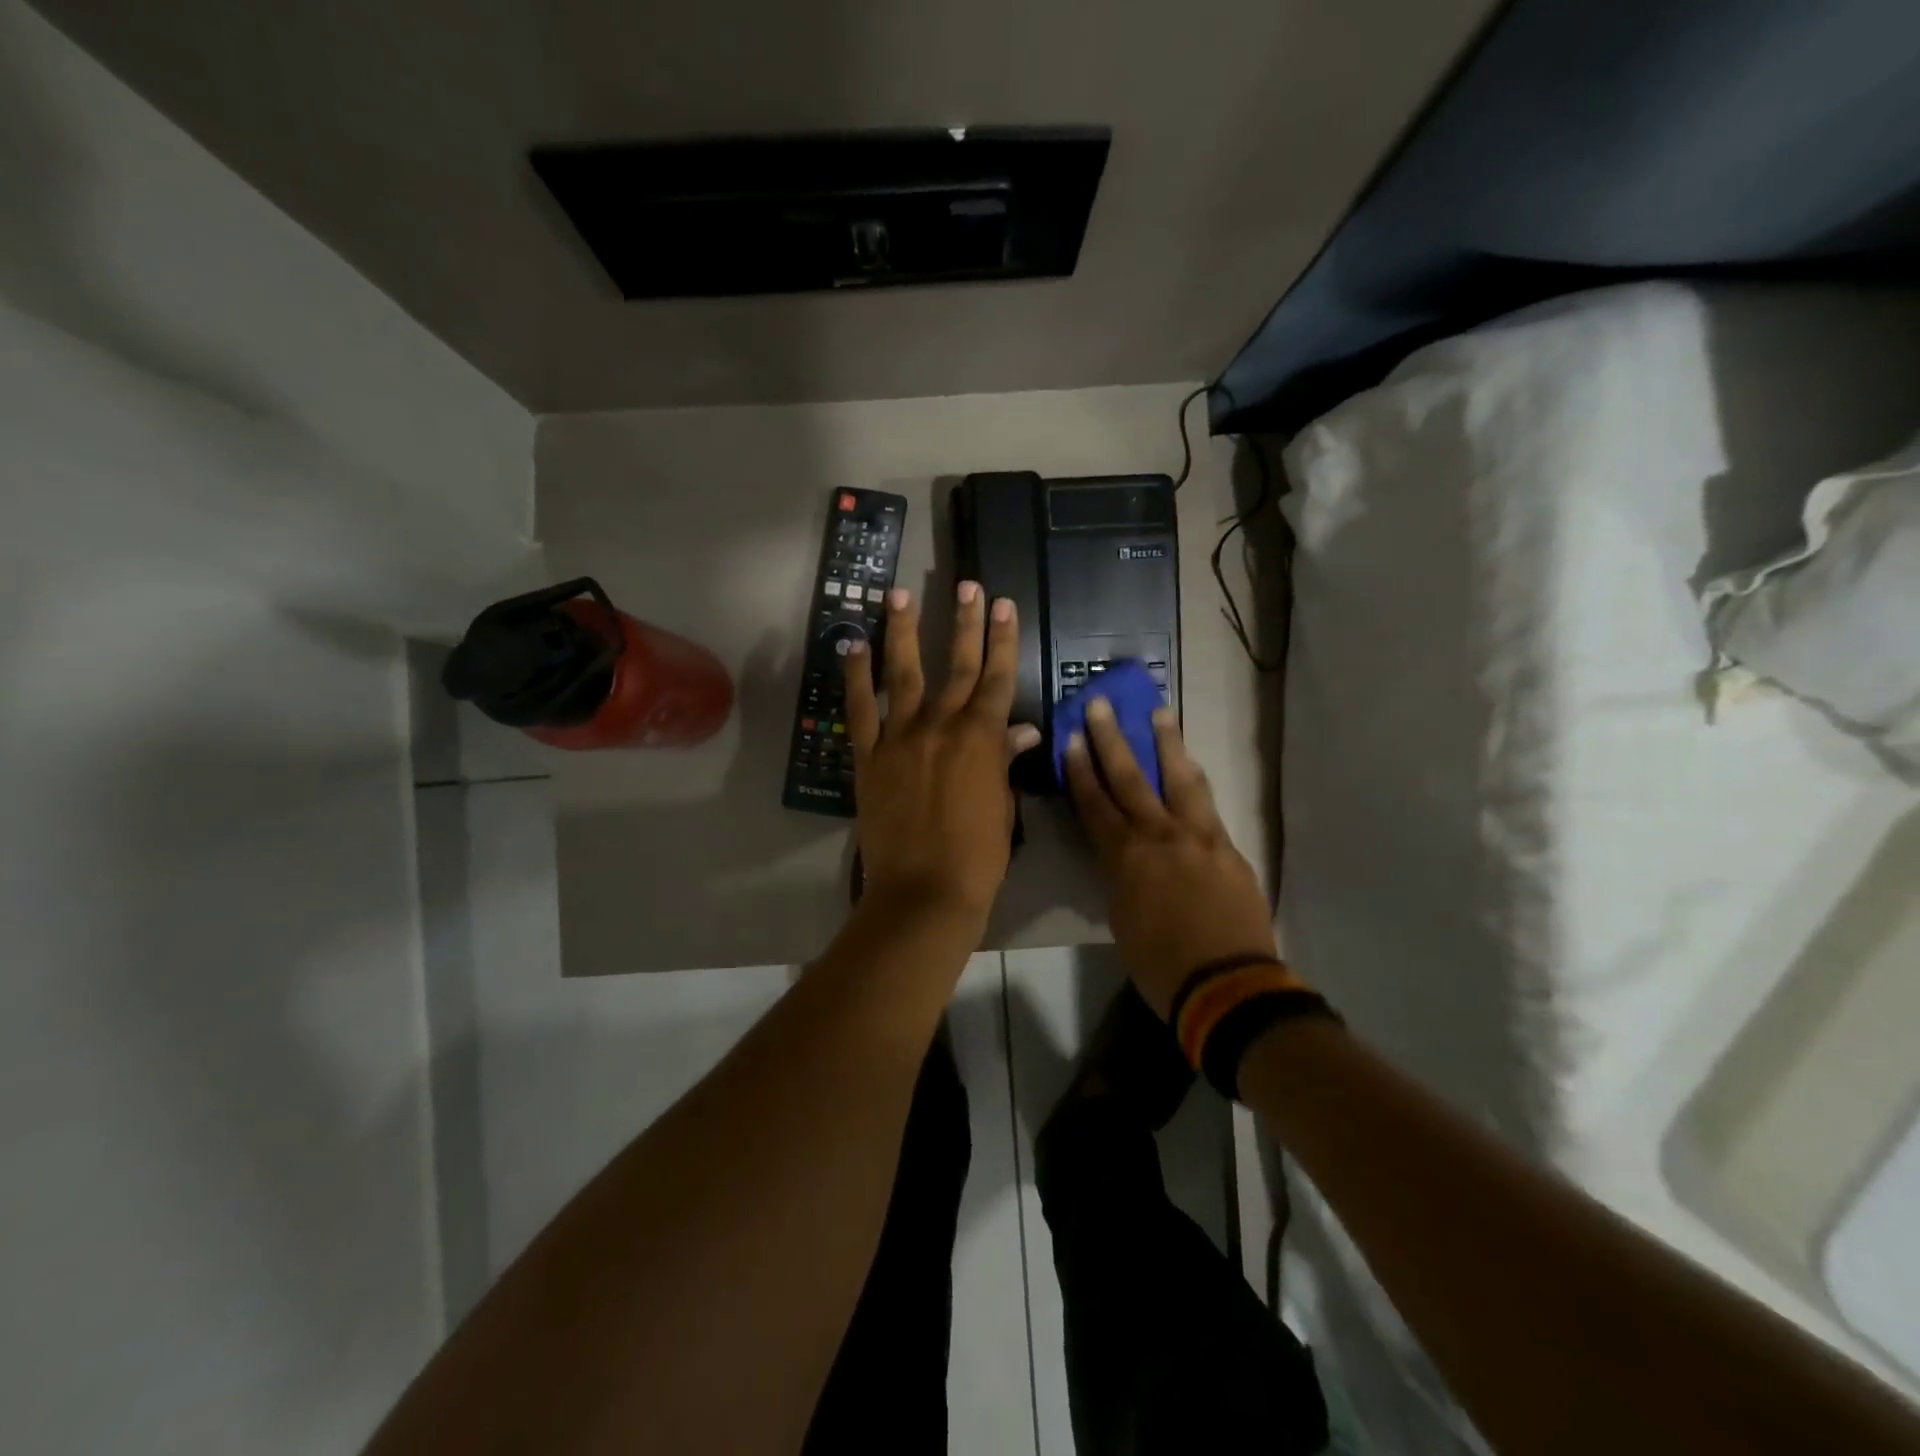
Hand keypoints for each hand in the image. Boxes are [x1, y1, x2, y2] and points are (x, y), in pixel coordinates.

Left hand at [845, 582, 1042, 924]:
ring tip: (899, 594)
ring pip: (903, 674)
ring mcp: (900, 737)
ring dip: (903, 631)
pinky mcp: (868, 756)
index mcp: (981, 738)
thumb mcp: (1002, 805)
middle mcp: (941, 726)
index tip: (1002, 604)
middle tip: (966, 584)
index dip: (1001, 639)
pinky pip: (860, 708)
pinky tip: (853, 645)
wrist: (925, 890)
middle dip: (964, 621)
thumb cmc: (977, 855)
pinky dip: (856, 676)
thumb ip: (1004, 760)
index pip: (996, 677)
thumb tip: (1020, 729)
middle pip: (955, 664)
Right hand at [1063, 698, 1276, 1016]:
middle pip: (1131, 778)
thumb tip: (1120, 856)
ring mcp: (1198, 836)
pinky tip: (1191, 765)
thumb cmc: (1160, 964)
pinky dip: (1194, 779)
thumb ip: (1119, 878)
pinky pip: (1206, 803)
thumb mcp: (1121, 919)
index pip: (1096, 804)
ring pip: (1179, 779)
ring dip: (1166, 744)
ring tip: (1159, 713)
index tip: (1073, 738)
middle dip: (1112, 740)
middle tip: (1102, 704)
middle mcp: (1159, 835)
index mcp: (1125, 858)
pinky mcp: (1227, 846)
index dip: (1082, 770)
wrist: (1228, 985)